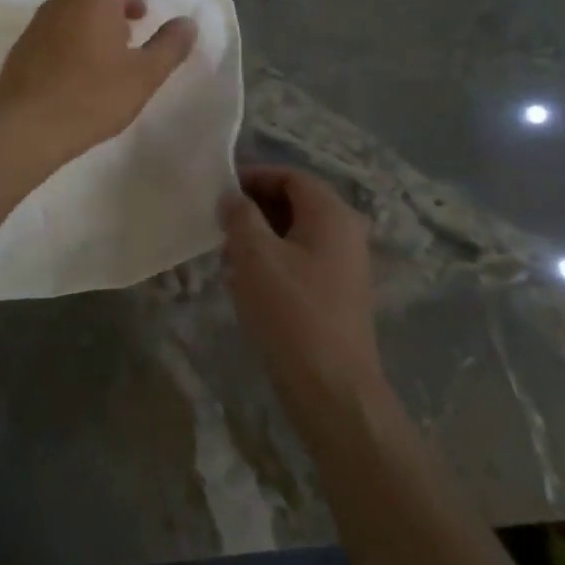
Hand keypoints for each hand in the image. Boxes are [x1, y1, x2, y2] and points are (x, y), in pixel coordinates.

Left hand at [0, 0, 197, 167]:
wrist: (28, 125)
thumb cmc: (93, 97)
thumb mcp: (144, 75)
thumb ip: (169, 46)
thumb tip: (188, 22)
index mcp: (95, 0)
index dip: (133, 0)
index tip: (141, 23)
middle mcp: (63, 1)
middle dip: (109, 6)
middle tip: (123, 35)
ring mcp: (37, 22)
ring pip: (67, 9)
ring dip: (85, 21)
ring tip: (99, 54)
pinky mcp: (19, 46)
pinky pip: (49, 30)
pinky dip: (64, 38)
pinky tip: (70, 71)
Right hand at [222, 166, 388, 422]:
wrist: (332, 388)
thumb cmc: (291, 311)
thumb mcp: (254, 255)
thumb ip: (240, 215)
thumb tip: (233, 198)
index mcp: (332, 214)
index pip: (291, 176)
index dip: (254, 176)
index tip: (220, 191)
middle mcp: (346, 233)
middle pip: (295, 202)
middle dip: (254, 208)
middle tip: (219, 224)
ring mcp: (345, 265)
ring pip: (295, 234)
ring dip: (260, 236)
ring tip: (227, 255)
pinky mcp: (337, 294)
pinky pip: (301, 260)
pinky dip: (273, 261)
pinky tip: (246, 283)